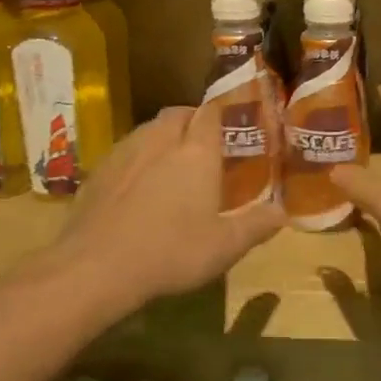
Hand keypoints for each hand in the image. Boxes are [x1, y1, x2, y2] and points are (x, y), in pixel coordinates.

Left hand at [60, 104, 284, 302]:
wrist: (97, 266)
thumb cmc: (171, 252)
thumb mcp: (225, 247)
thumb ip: (256, 225)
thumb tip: (283, 212)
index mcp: (196, 152)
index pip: (210, 114)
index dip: (221, 115)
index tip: (231, 127)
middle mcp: (160, 141)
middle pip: (177, 114)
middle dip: (191, 121)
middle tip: (203, 145)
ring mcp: (124, 153)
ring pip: (147, 129)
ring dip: (162, 136)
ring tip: (170, 162)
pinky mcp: (98, 170)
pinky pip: (124, 151)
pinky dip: (136, 158)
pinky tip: (136, 185)